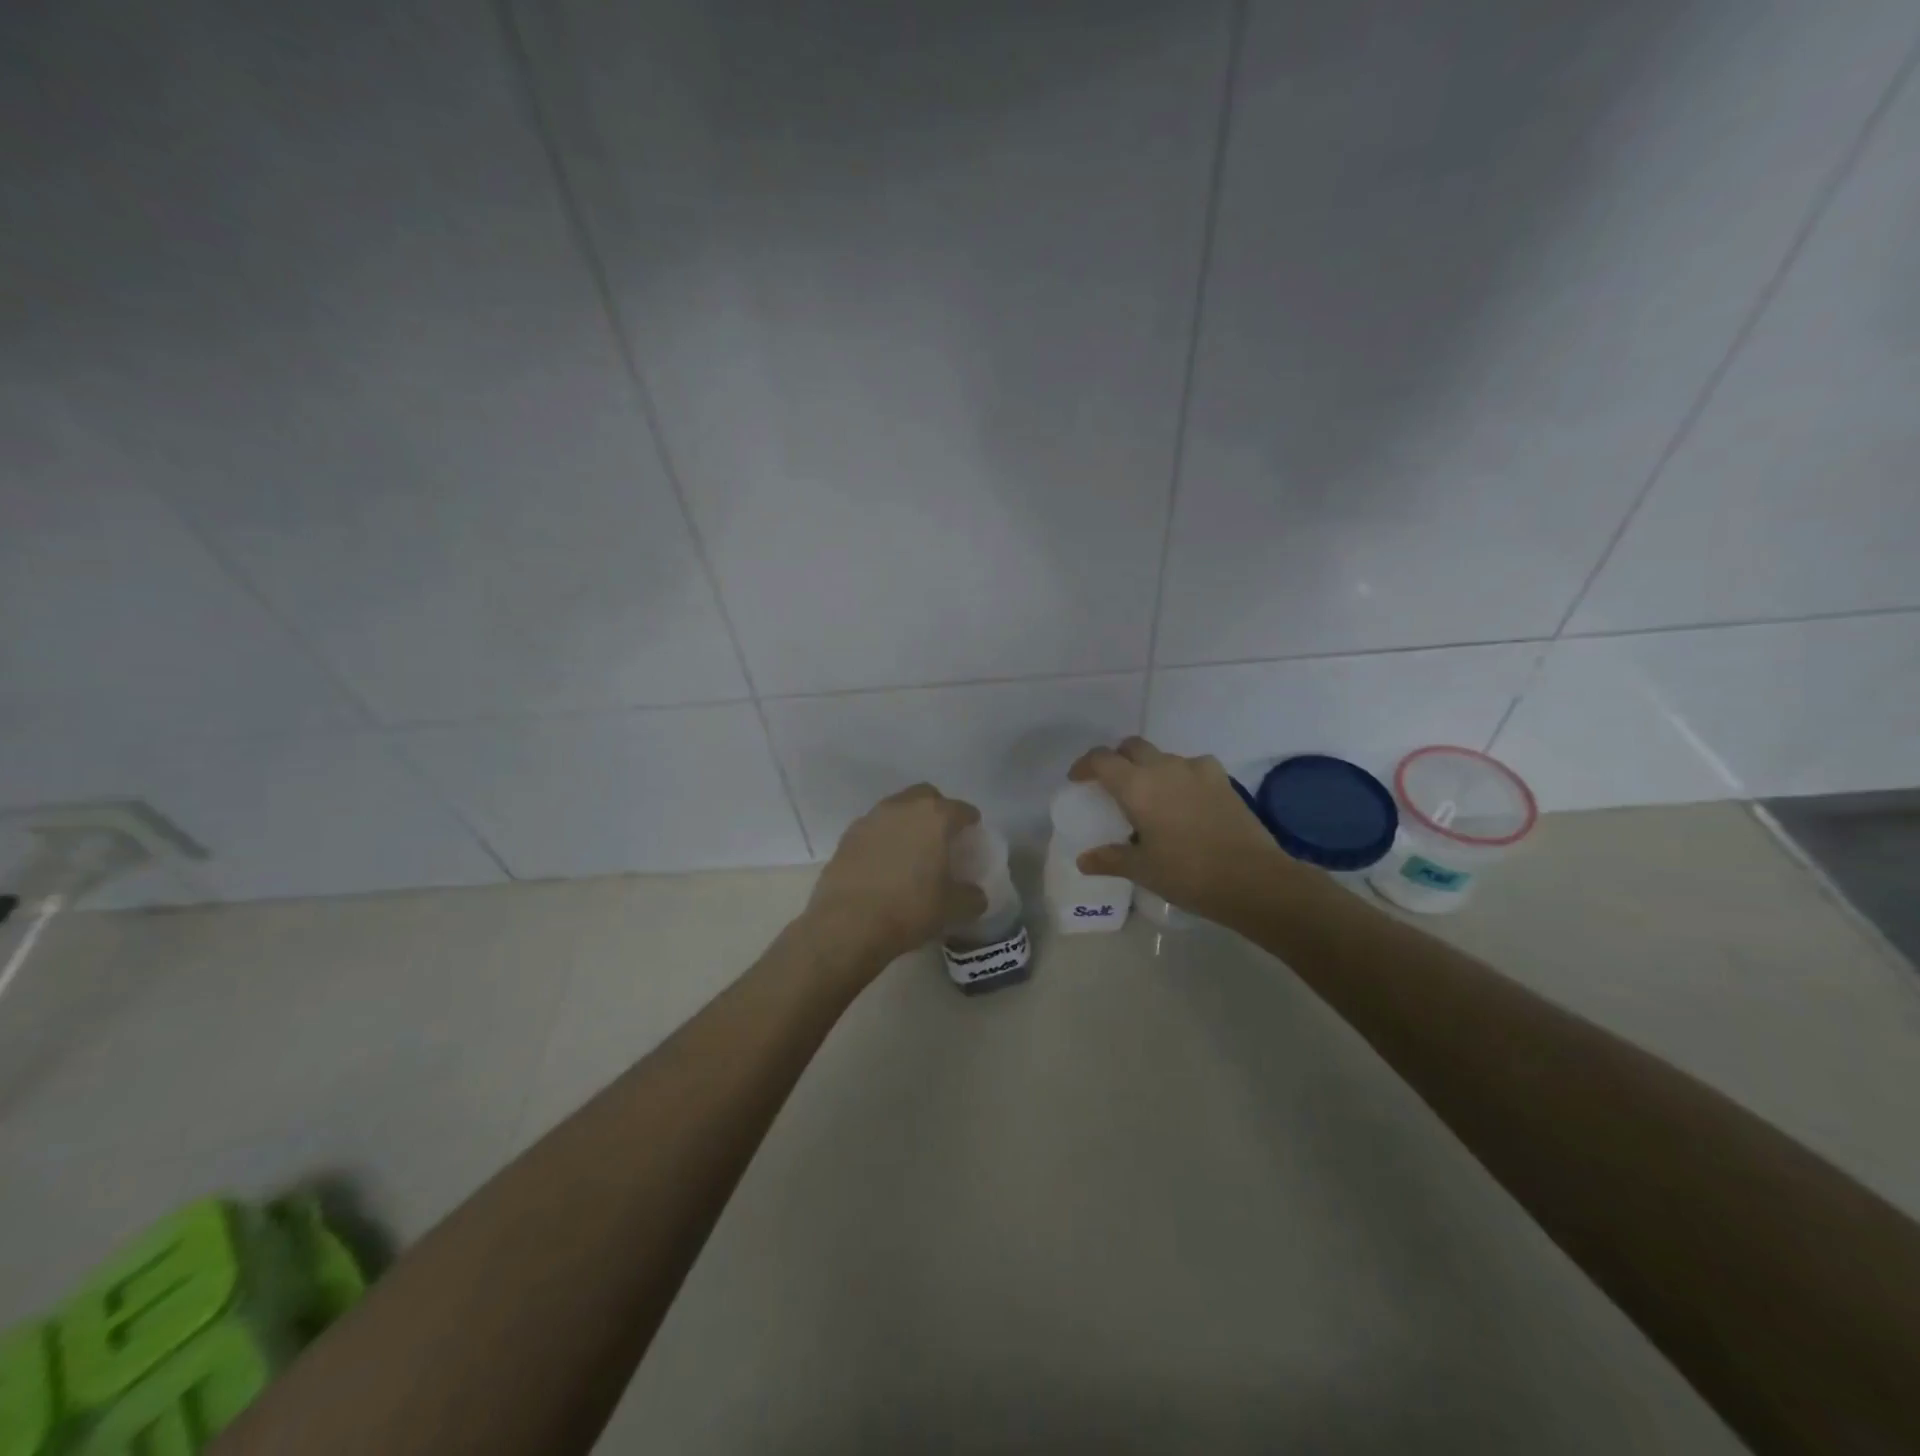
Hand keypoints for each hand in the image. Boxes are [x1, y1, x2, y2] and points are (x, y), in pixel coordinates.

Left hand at [800, 784, 988, 975]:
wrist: (847, 924)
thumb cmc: (909, 909)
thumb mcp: (952, 909)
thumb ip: (971, 897)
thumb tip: (975, 895)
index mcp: (935, 817)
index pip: (962, 809)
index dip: (970, 822)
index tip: (973, 837)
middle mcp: (902, 807)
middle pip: (926, 796)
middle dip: (937, 810)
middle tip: (942, 837)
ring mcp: (871, 819)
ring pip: (896, 809)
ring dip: (907, 822)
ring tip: (911, 851)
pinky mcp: (847, 836)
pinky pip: (874, 828)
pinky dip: (883, 838)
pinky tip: (884, 863)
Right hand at [1069, 737, 1295, 924]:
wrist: (1253, 879)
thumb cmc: (1188, 874)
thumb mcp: (1142, 870)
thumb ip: (1110, 859)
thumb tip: (1083, 860)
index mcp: (1137, 786)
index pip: (1101, 759)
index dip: (1085, 765)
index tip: (1078, 780)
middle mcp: (1164, 768)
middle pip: (1132, 747)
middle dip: (1117, 759)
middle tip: (1112, 784)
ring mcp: (1197, 770)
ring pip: (1163, 756)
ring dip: (1150, 768)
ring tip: (1151, 797)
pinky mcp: (1223, 779)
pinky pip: (1193, 767)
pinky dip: (1181, 776)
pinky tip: (1185, 800)